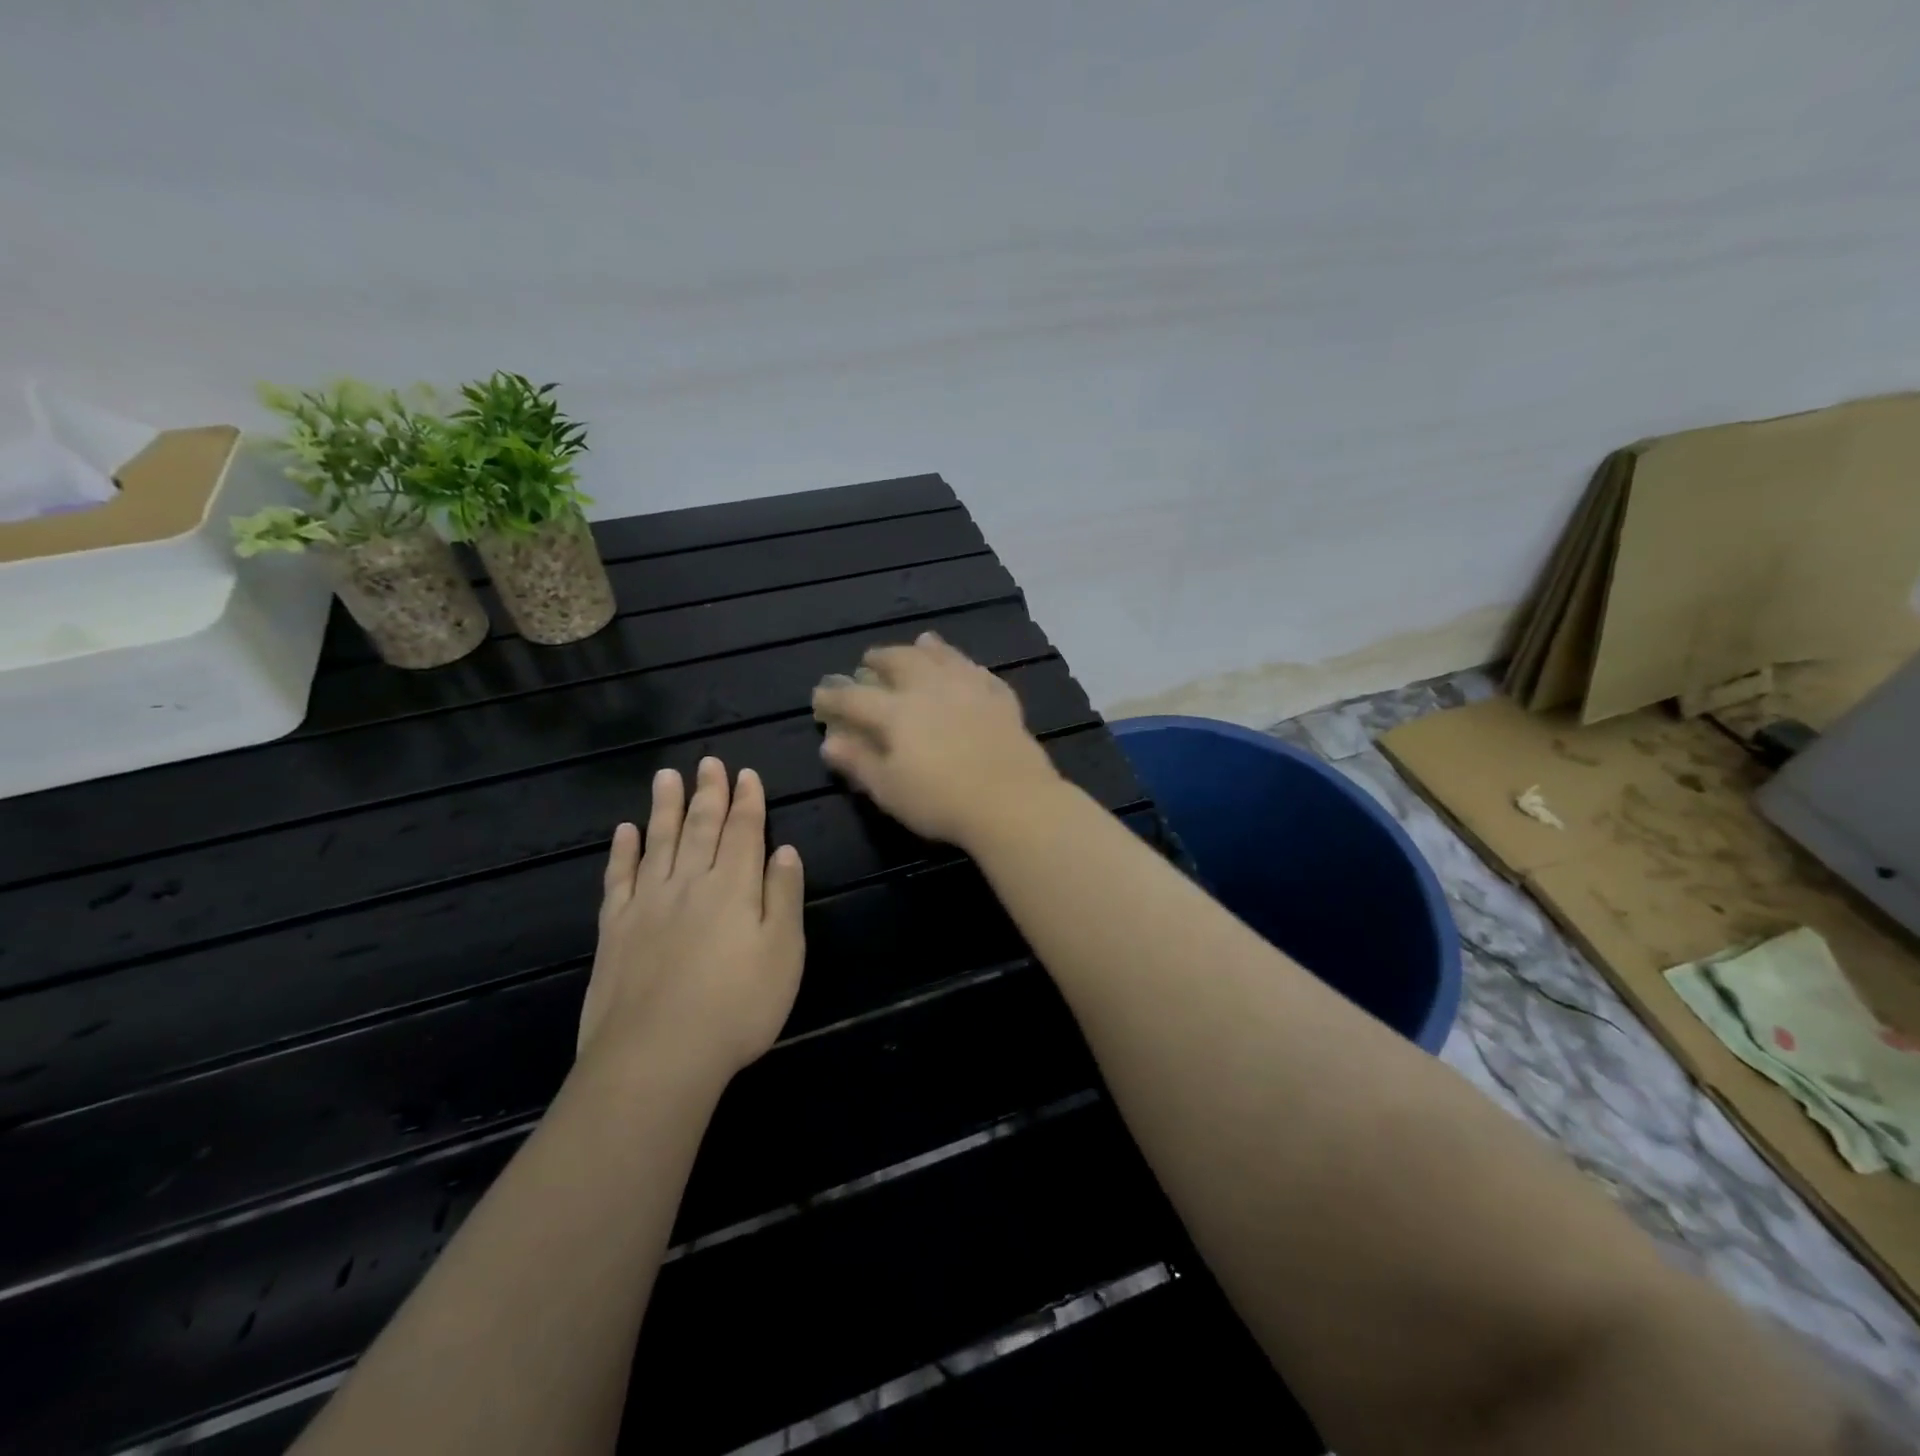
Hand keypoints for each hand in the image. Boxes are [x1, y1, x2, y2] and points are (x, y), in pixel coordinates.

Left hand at [578, 758, 805, 1081]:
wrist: (657, 1056)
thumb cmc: (737, 1006)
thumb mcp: (784, 953)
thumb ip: (784, 896)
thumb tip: (785, 850)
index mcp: (735, 887)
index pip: (744, 832)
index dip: (747, 801)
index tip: (746, 773)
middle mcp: (691, 883)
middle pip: (701, 827)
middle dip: (708, 793)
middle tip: (708, 761)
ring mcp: (648, 904)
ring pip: (659, 842)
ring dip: (664, 807)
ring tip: (667, 776)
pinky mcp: (615, 929)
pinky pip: (619, 878)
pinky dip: (623, 851)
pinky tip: (624, 831)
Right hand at [811, 632, 1061, 846]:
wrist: (1011, 800)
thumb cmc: (940, 800)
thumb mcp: (888, 789)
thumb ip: (858, 761)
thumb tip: (829, 740)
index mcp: (897, 711)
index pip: (855, 697)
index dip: (834, 696)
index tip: (820, 696)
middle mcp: (931, 688)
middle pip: (901, 661)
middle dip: (880, 658)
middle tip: (869, 659)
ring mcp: (970, 689)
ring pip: (943, 657)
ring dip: (926, 649)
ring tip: (920, 643)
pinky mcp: (1001, 700)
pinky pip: (980, 673)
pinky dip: (967, 666)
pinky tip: (967, 669)